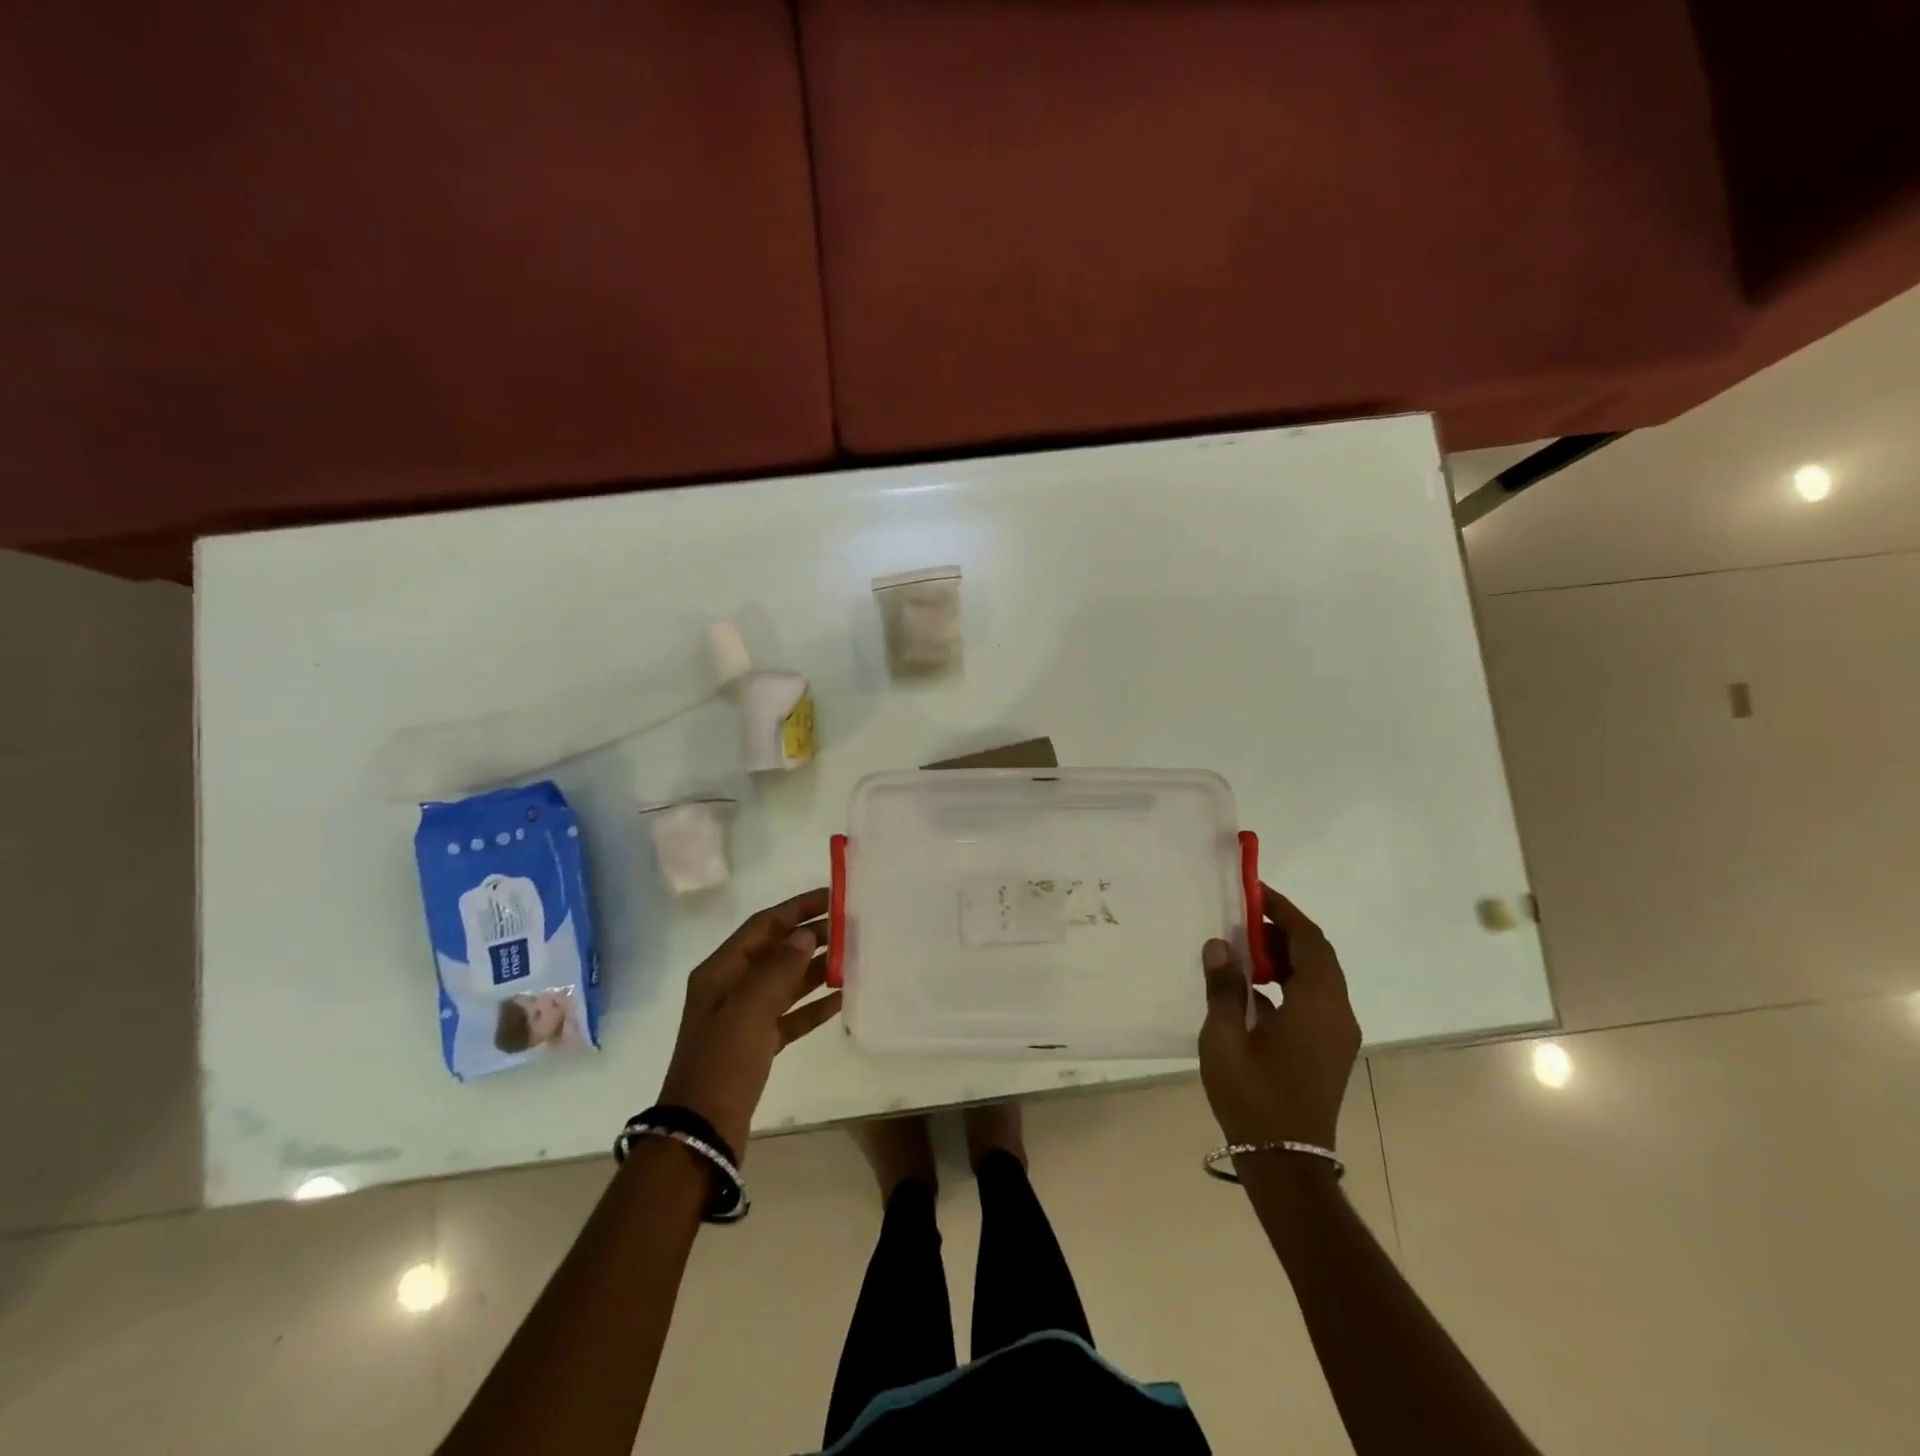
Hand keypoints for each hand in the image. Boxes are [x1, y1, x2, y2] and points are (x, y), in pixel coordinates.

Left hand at [656, 888, 841, 1155]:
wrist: (701, 1132)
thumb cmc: (722, 1063)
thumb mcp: (749, 1010)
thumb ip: (779, 968)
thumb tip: (806, 935)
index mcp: (720, 971)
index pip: (763, 925)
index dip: (796, 908)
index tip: (832, 896)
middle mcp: (730, 987)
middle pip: (775, 950)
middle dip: (810, 935)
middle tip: (850, 925)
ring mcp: (743, 1017)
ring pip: (785, 981)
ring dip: (815, 967)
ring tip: (851, 955)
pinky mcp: (757, 1043)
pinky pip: (790, 1014)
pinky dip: (812, 1005)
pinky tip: (840, 998)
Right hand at [1198, 884, 1359, 1148]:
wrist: (1286, 1163)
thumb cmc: (1253, 1095)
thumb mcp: (1225, 1036)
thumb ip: (1224, 986)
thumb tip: (1220, 944)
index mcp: (1316, 1004)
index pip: (1309, 940)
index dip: (1284, 910)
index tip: (1254, 892)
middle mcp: (1337, 1013)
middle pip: (1317, 956)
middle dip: (1283, 931)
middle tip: (1243, 919)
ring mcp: (1337, 1034)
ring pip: (1317, 978)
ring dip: (1285, 957)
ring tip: (1244, 950)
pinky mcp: (1329, 1050)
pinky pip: (1314, 1000)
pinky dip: (1288, 982)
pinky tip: (1253, 990)